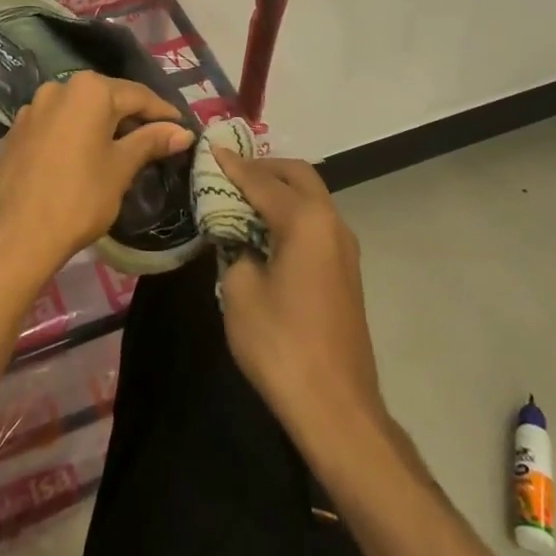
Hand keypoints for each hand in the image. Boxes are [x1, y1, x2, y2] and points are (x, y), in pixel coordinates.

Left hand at [0, 72, 193, 286]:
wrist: (12, 237)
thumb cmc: (77, 198)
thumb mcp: (121, 168)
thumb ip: (151, 142)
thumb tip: (182, 131)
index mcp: (89, 89)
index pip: (138, 94)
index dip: (163, 112)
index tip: (182, 128)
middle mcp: (59, 87)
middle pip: (107, 97)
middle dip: (133, 116)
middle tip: (159, 139)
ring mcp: (34, 107)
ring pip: (81, 110)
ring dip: (105, 124)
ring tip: (126, 148)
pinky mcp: (18, 130)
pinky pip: (59, 123)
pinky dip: (79, 133)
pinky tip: (88, 155)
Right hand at [214, 151, 384, 448]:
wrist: (336, 406)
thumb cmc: (281, 344)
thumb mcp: (240, 291)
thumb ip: (234, 248)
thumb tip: (237, 236)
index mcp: (305, 220)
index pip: (262, 180)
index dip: (233, 165)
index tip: (210, 149)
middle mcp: (331, 222)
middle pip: (297, 175)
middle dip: (264, 167)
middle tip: (229, 172)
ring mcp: (343, 246)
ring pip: (311, 197)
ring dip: (279, 189)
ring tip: (242, 197)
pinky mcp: (345, 269)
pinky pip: (315, 221)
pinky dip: (291, 212)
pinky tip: (265, 229)